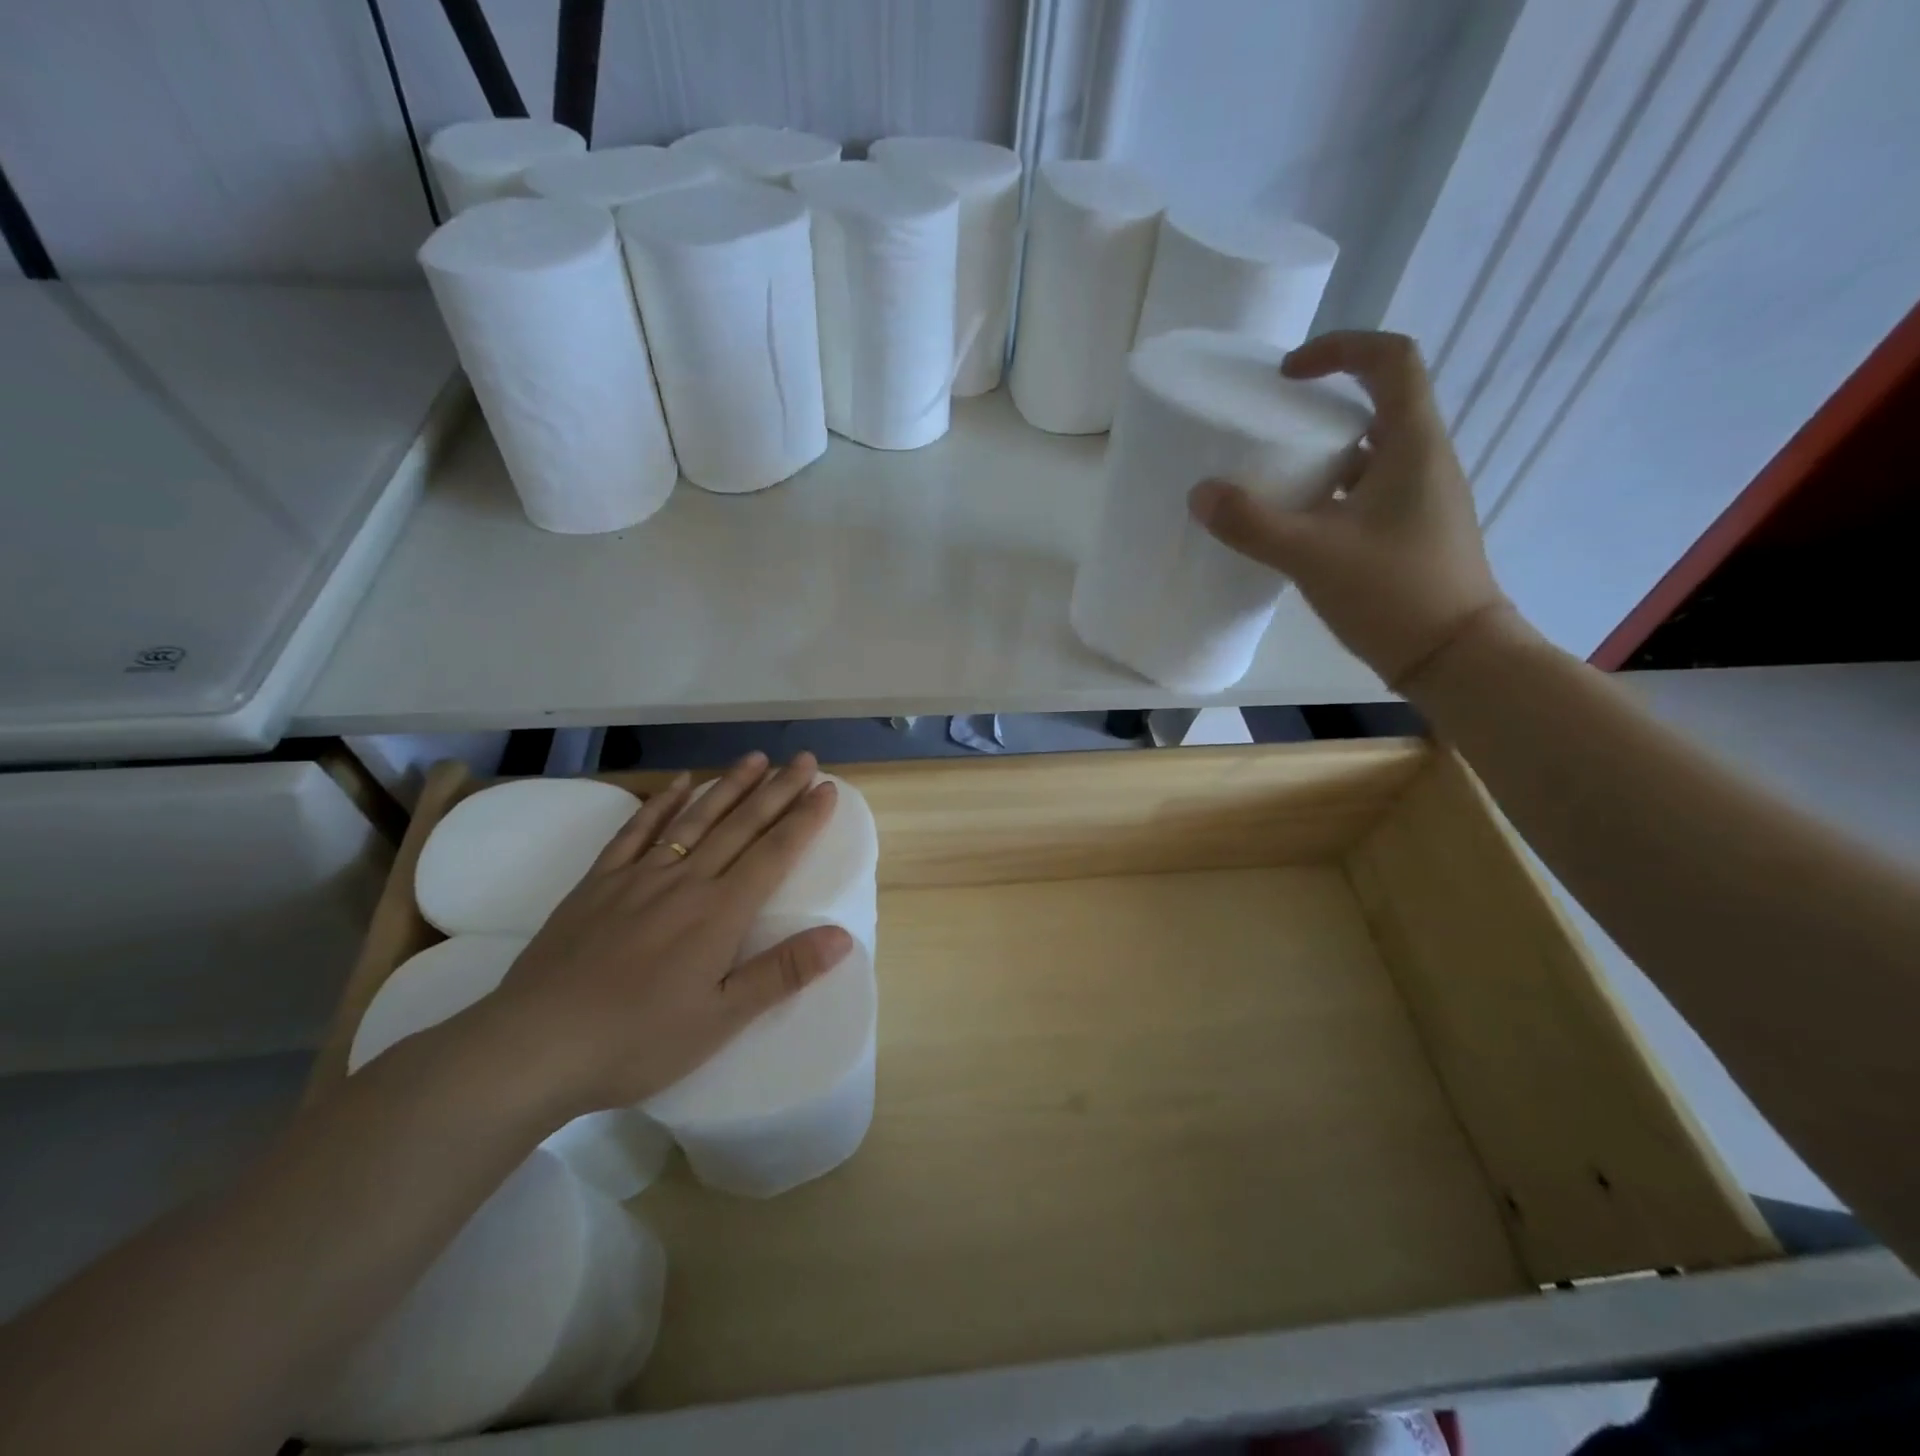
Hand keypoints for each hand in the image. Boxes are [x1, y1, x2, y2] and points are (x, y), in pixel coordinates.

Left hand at [477, 751, 851, 1116]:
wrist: (534, 1046)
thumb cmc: (637, 1041)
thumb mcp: (720, 1020)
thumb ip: (782, 973)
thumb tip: (843, 936)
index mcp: (719, 913)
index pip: (774, 854)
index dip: (805, 819)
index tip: (828, 789)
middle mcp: (685, 881)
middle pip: (740, 825)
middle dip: (777, 790)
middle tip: (805, 759)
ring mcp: (638, 876)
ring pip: (694, 819)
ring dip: (729, 785)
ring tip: (756, 758)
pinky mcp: (598, 883)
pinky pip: (636, 831)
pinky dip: (662, 803)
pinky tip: (679, 783)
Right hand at [1187, 330, 1513, 689]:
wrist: (1454, 657)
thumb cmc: (1393, 593)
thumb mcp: (1312, 555)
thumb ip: (1252, 523)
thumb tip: (1201, 494)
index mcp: (1413, 444)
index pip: (1390, 359)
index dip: (1339, 349)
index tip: (1288, 375)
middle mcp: (1424, 460)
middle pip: (1377, 403)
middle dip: (1321, 405)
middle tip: (1270, 427)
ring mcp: (1420, 498)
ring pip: (1369, 453)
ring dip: (1322, 454)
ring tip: (1272, 477)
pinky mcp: (1410, 532)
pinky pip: (1366, 492)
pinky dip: (1329, 494)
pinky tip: (1295, 525)